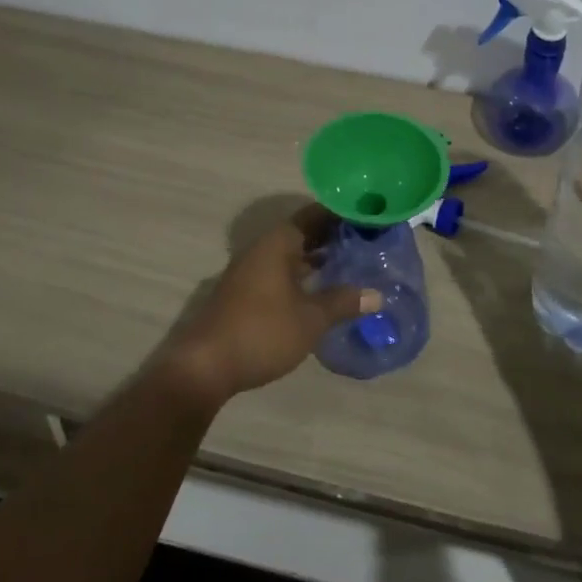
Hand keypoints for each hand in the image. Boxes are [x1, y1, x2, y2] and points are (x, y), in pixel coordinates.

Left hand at [157, 205, 381, 407]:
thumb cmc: (262, 332)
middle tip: (369, 242)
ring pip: (292, 254)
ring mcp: (251, 271)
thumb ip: (343, 302)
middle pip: (303, 233)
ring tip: (353, 264)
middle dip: (334, 237)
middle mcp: (263, 249)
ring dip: (319, 258)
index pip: (315, 214)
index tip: (369, 217)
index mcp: (278, 243)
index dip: (342, 214)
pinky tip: (323, 290)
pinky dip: (304, 275)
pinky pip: (282, 272)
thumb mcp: (310, 318)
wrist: (205, 366)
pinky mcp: (246, 293)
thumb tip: (377, 295)